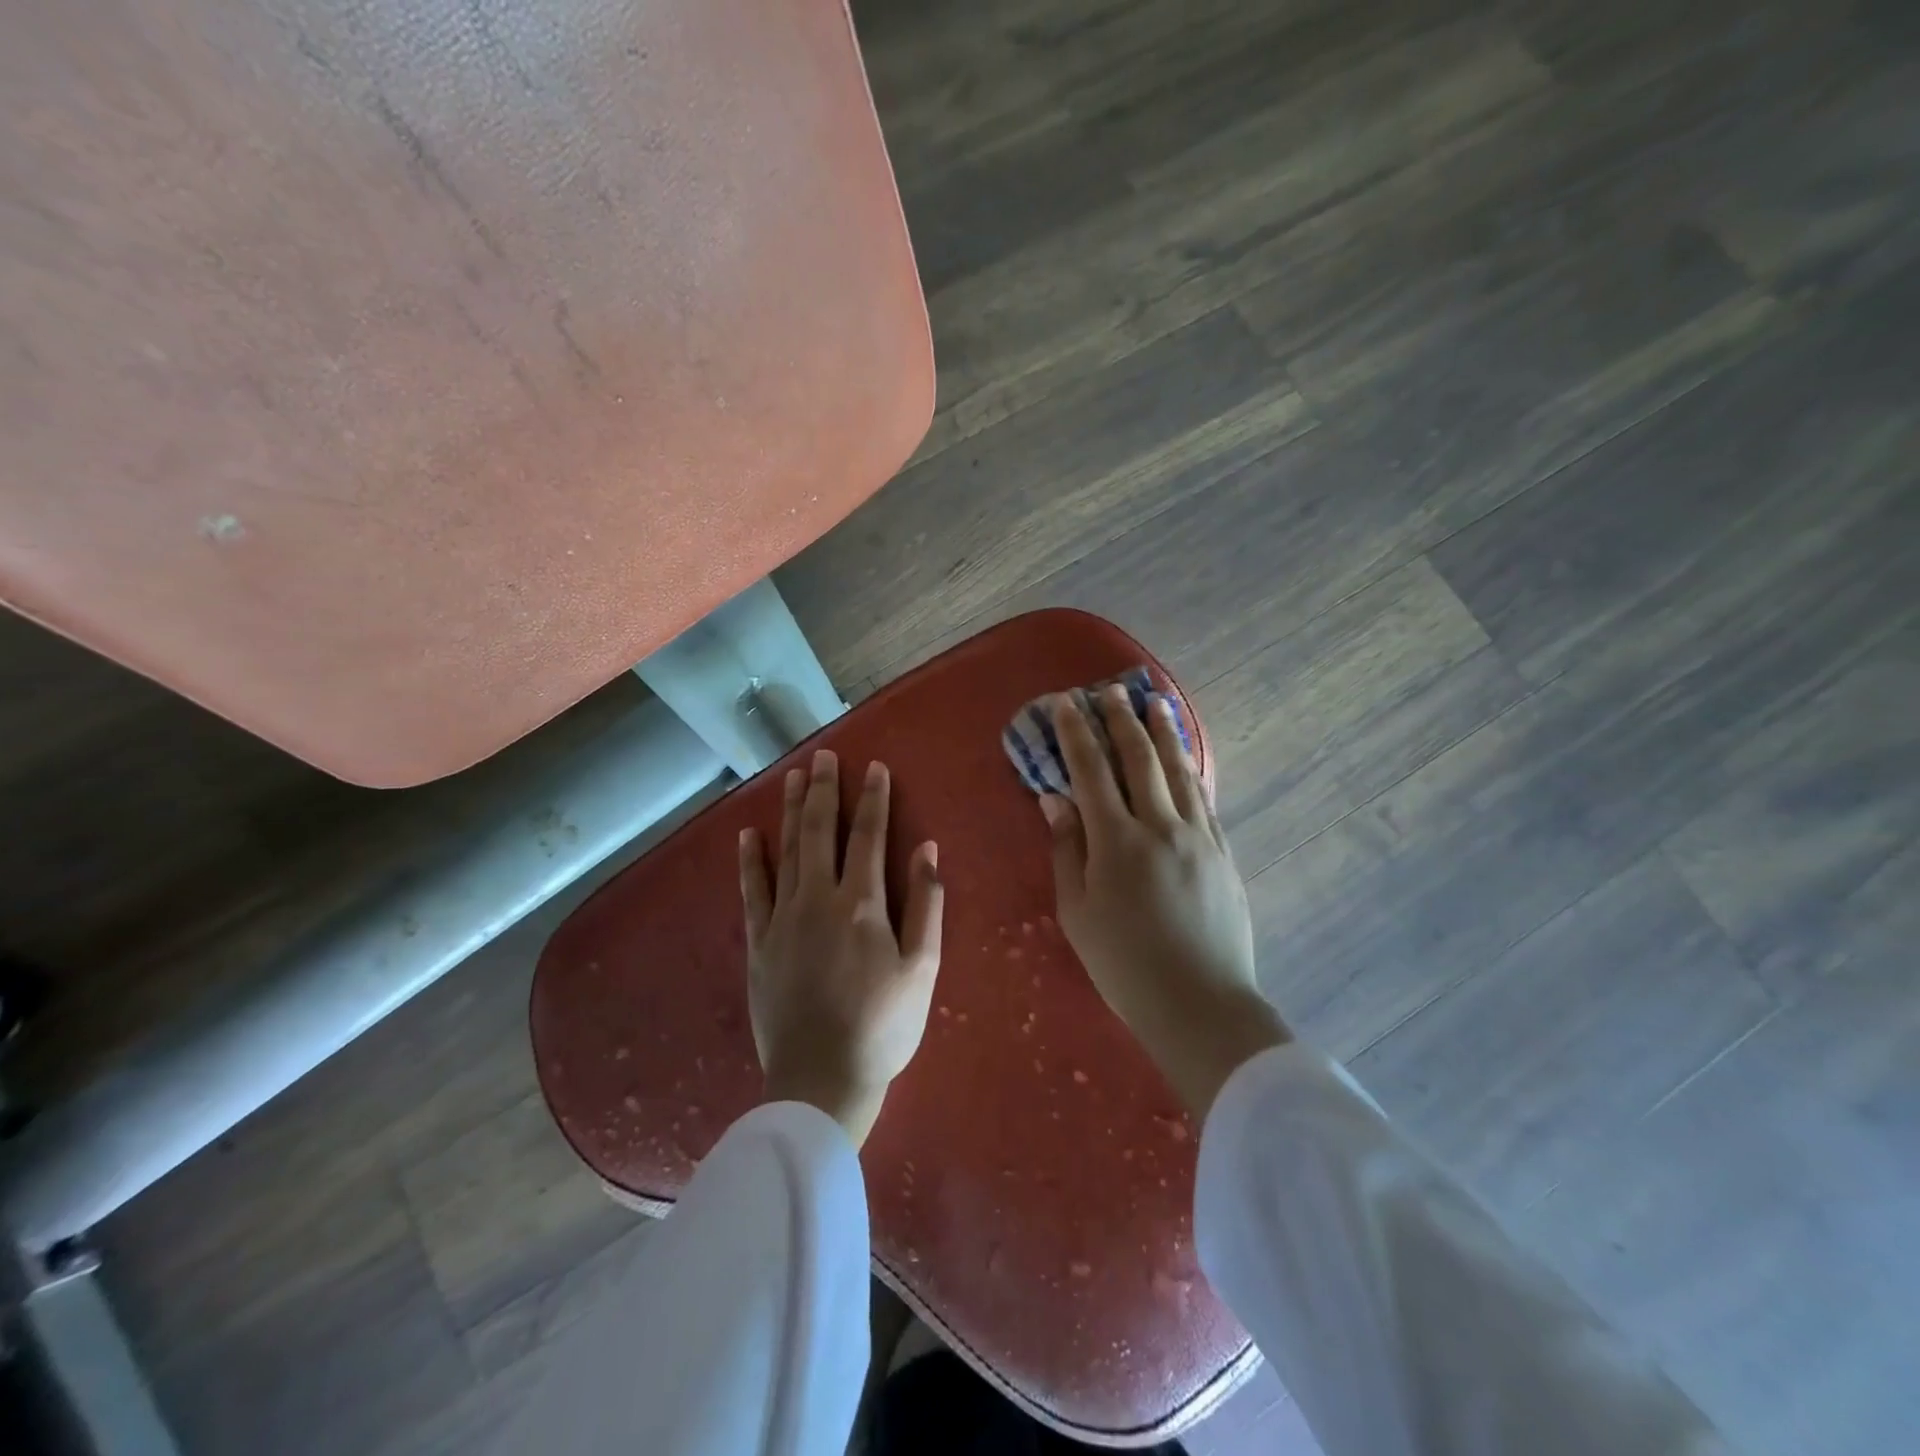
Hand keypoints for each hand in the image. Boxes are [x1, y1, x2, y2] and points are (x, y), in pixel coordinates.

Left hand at [739, 750, 942, 1146]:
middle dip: (825, 790)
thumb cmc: (883, 1027)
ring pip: (787, 850)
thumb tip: (926, 849)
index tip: (873, 766)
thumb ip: (926, 905)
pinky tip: (749, 834)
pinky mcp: (758, 942)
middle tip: (825, 756)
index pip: (869, 835)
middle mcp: (819, 898)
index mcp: (863, 903)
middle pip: (822, 831)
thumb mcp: (923, 969)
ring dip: (792, 810)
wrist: (821, 1080)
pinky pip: (752, 890)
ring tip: (794, 776)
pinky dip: (751, 859)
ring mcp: (783, 918)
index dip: (873, 798)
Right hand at [1040, 685, 1290, 1117]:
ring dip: (1163, 732)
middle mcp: (1160, 827)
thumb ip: (1067, 849)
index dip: (1076, 733)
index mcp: (1116, 842)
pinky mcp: (1222, 852)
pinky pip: (1203, 798)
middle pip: (1138, 759)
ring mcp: (1198, 837)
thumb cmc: (1124, 964)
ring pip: (1178, 771)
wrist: (1200, 1004)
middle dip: (1120, 720)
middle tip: (1110, 690)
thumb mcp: (1078, 911)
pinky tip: (1186, 757)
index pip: (1091, 771)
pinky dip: (1190, 769)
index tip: (1065, 703)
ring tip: (1154, 702)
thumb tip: (1056, 798)